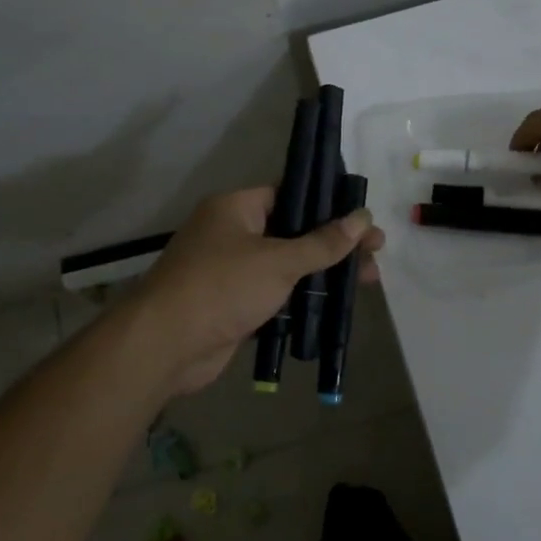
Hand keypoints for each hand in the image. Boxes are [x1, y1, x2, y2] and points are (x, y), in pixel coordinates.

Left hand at [128, 188, 384, 396]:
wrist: (165, 345)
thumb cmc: (222, 287)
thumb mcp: (279, 261)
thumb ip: (323, 242)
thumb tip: (363, 218)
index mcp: (237, 208)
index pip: (290, 194)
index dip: (328, 203)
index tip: (361, 216)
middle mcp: (233, 233)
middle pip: (294, 231)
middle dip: (334, 242)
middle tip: (376, 251)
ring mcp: (232, 270)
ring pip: (287, 265)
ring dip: (323, 272)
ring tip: (368, 279)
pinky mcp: (233, 304)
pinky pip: (276, 294)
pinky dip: (302, 298)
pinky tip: (336, 305)